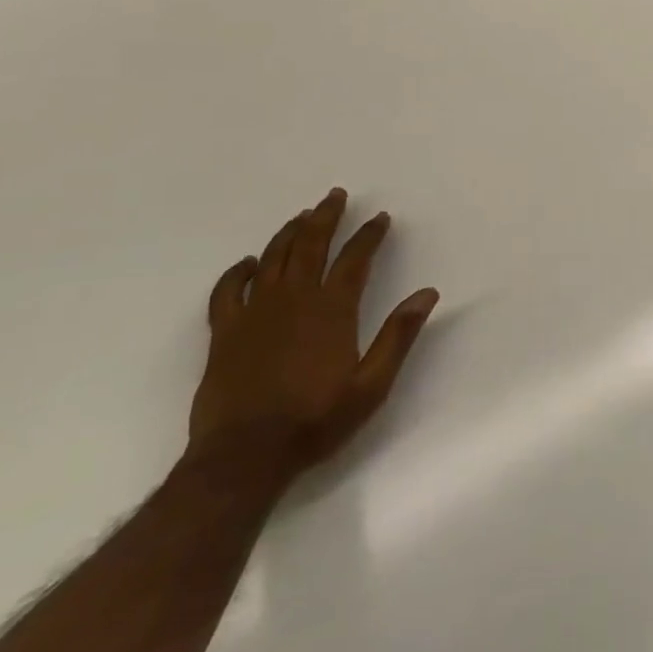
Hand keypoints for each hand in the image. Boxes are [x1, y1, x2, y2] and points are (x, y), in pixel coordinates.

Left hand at [190, 187, 438, 480]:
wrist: (244, 455)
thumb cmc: (316, 420)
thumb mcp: (372, 384)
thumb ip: (399, 335)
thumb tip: (427, 293)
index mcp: (332, 310)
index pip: (355, 259)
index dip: (369, 235)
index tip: (380, 218)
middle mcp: (293, 300)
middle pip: (311, 245)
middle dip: (326, 217)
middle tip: (336, 195)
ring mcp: (255, 313)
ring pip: (273, 258)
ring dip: (289, 233)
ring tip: (302, 215)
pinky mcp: (225, 332)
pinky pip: (228, 290)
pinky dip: (238, 272)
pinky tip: (248, 262)